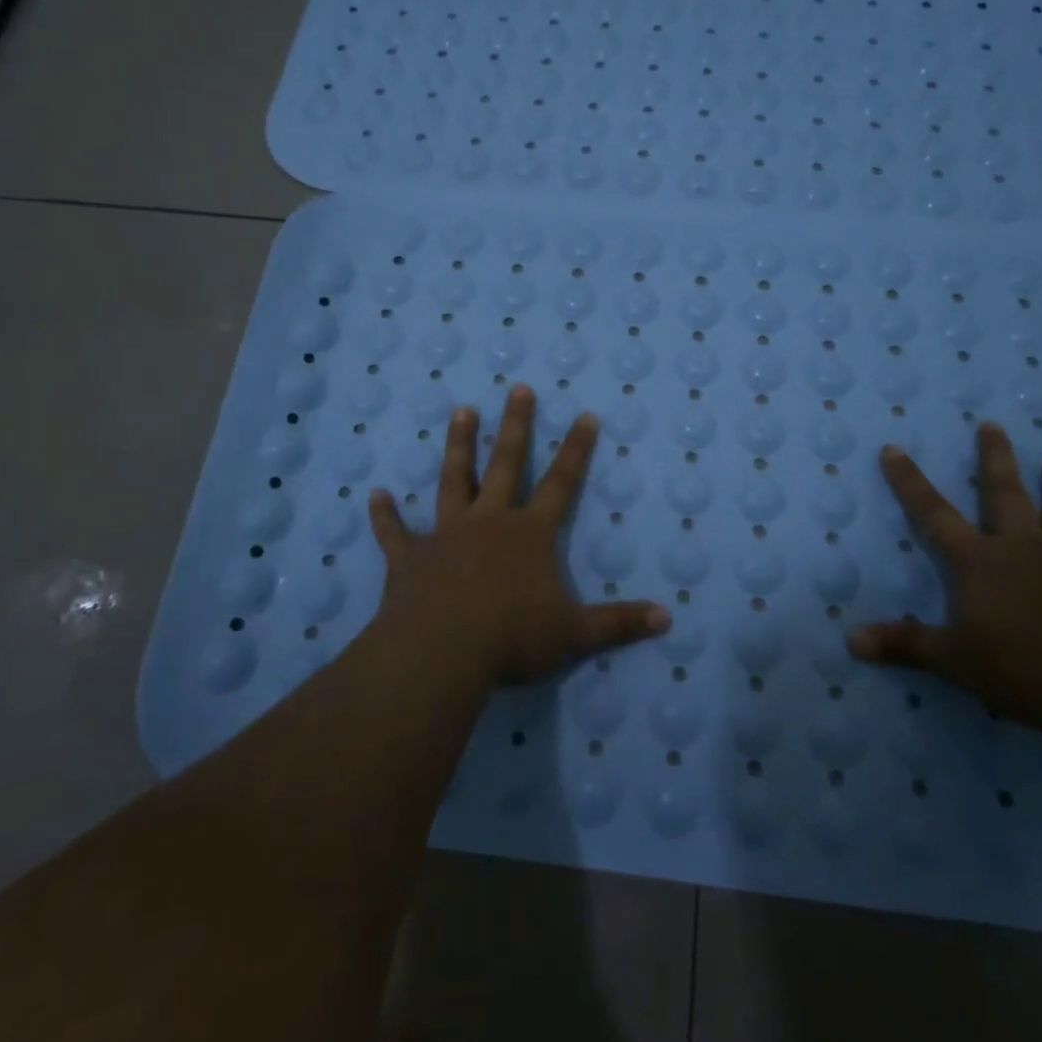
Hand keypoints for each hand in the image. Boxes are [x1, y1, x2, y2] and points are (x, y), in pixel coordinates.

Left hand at [368, 384, 669, 682]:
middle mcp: (489, 522)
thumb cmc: (512, 637)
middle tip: (518, 387)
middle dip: (514, 426)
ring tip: (460, 411)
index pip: (561, 483)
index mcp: (529, 534)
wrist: (442, 653)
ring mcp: (446, 535)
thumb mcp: (575, 634)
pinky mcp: (410, 557)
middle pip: (505, 464)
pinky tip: (374, 495)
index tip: (585, 416)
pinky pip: (395, 532)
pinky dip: (384, 515)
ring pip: (453, 480)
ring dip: (457, 446)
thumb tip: (667, 618)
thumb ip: (619, 623)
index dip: (576, 450)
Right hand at [847, 422, 1041, 749]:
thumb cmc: (1029, 670)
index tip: (893, 448)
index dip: (910, 482)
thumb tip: (851, 639)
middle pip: (1006, 494)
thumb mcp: (955, 662)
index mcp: (981, 562)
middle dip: (995, 458)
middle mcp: (1025, 548)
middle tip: (993, 425)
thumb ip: (905, 645)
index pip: (933, 514)